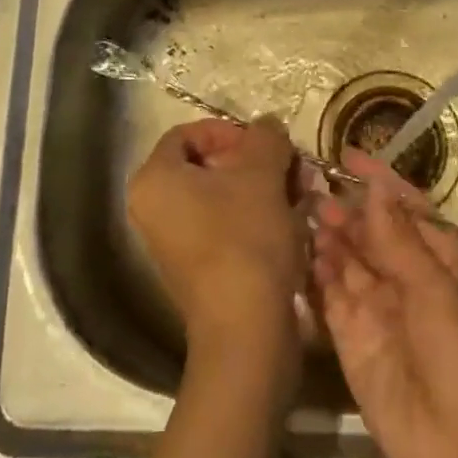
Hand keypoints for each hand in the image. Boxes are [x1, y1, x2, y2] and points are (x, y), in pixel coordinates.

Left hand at [127, 117, 304, 359]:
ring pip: (223, 196)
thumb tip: (268, 126)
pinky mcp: (198, 269)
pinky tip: (295, 220)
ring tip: (302, 192)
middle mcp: (154, 208)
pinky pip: (226, 226)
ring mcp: (174, 242)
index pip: (188, 133)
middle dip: (256, 162)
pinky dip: (258, 217)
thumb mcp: (262, 173)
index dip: (229, 131)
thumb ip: (265, 137)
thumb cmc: (245, 238)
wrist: (246, 331)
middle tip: (292, 167)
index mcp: (155, 179)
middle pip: (208, 165)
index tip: (264, 143)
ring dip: (264, 188)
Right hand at [310, 149, 457, 457]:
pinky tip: (297, 250)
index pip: (403, 205)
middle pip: (369, 228)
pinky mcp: (350, 334)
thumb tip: (374, 187)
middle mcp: (405, 273)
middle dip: (343, 206)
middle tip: (307, 184)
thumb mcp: (435, 287)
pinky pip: (329, 293)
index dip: (376, 178)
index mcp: (439, 256)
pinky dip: (314, 271)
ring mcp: (376, 304)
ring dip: (326, 233)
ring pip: (346, 256)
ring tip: (298, 209)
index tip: (345, 154)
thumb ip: (397, 236)